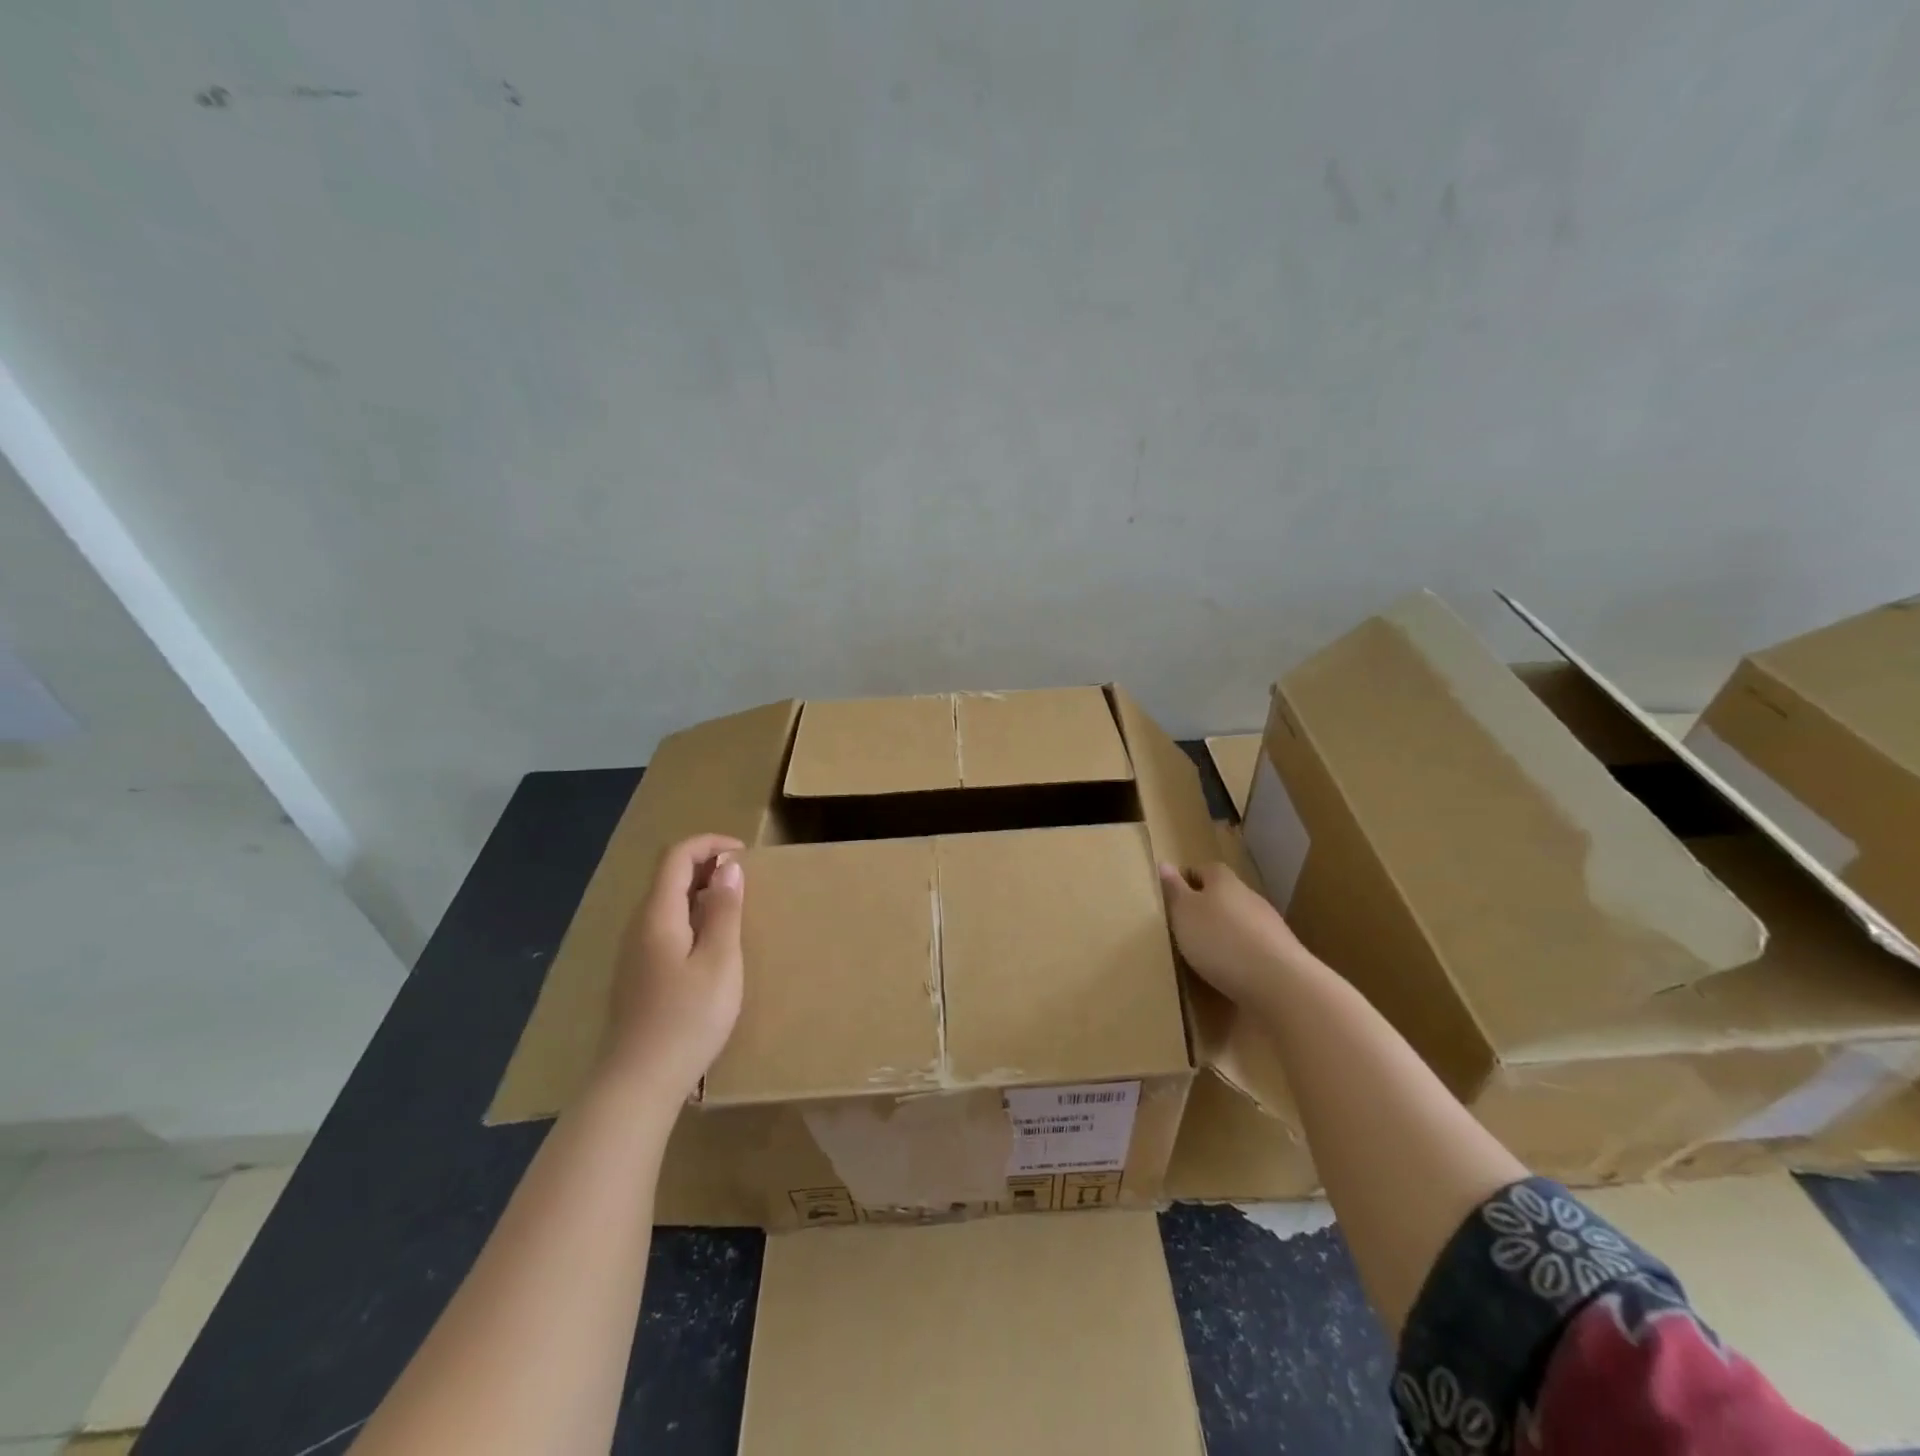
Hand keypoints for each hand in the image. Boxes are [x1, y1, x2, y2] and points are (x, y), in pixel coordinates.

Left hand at [605, 834, 746, 1101]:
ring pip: (666, 903)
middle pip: (667, 877)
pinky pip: (664, 928)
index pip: (676, 856)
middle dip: (706, 866)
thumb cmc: (687, 1019)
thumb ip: (724, 910)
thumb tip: (728, 866)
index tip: (744, 854)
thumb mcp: (720, 961)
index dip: (710, 844)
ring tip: (734, 909)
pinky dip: (691, 918)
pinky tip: (711, 947)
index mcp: (658, 915)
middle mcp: (639, 926)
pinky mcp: (637, 976)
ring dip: (699, 893)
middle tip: (745, 880)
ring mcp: (634, 953)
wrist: (637, 1084)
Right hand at [1158, 861, 1313, 1008]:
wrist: (1278, 981)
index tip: (1173, 894)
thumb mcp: (1184, 913)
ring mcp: (1269, 925)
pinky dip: (1240, 954)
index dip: (1188, 879)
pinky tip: (1229, 971)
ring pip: (1241, 921)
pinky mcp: (1281, 953)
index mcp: (1224, 881)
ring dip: (1225, 932)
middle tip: (1185, 925)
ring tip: (1205, 952)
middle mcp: (1249, 896)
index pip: (1205, 869)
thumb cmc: (1219, 939)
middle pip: (1225, 894)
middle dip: (1207, 906)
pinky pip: (1253, 947)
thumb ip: (1174, 890)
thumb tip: (1164, 863)